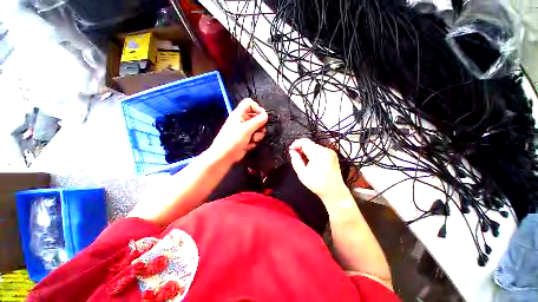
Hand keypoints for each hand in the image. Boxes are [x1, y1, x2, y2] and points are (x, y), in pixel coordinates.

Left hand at [208, 98, 267, 163]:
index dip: (257, 108)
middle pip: (257, 117)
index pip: (249, 103)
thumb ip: (258, 121)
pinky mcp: (246, 138)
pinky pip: (255, 136)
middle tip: (257, 132)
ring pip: (258, 128)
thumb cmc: (233, 140)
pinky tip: (248, 145)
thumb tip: (266, 115)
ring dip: (258, 135)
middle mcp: (242, 120)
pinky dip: (254, 141)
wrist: (225, 156)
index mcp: (239, 114)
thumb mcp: (246, 129)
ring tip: (252, 140)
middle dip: (260, 126)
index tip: (262, 117)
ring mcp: (245, 130)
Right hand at [289, 138, 350, 203]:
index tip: (291, 149)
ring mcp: (330, 152)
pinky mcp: (332, 155)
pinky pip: (319, 150)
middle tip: (295, 156)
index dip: (296, 144)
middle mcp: (326, 151)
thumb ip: (295, 160)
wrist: (334, 191)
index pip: (304, 142)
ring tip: (303, 161)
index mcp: (319, 155)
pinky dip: (313, 153)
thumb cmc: (319, 185)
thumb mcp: (302, 174)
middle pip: (309, 143)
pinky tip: (311, 161)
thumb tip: (292, 152)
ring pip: (313, 146)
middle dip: (300, 148)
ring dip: (306, 151)